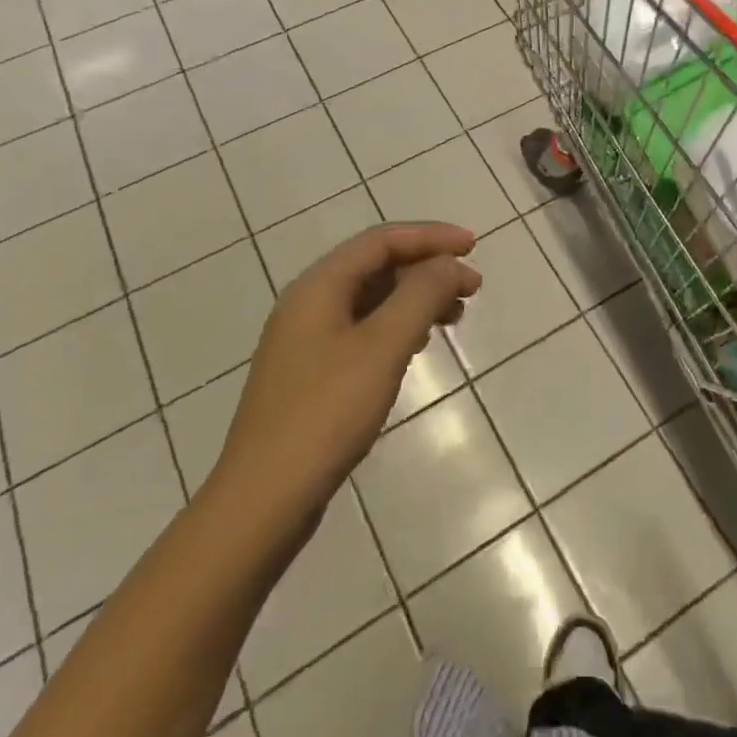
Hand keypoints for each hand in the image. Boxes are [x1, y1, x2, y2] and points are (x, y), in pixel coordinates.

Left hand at [206, 223, 481, 516]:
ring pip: (371, 300)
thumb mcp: (382, 347)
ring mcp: (306, 341)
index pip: (381, 241)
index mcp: (318, 286)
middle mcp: (308, 304)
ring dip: (416, 298)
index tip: (473, 246)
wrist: (263, 500)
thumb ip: (420, 295)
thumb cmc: (326, 413)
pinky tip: (418, 345)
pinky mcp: (312, 374)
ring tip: (455, 315)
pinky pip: (363, 330)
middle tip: (472, 287)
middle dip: (427, 269)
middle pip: (376, 266)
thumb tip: (448, 263)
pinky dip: (397, 326)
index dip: (430, 236)